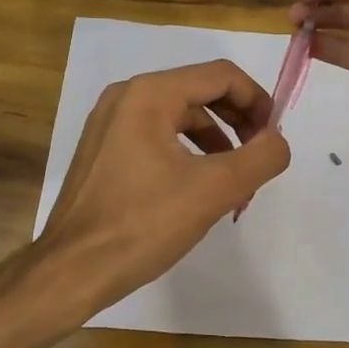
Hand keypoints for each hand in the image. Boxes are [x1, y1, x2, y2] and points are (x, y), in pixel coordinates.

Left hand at [38, 60, 291, 308]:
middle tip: (260, 158)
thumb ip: (260, 157)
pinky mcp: (104, 149)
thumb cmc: (143, 225)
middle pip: (201, 91)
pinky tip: (199, 188)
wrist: (71, 272)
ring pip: (181, 116)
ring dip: (217, 141)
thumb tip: (277, 140)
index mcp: (150, 94)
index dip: (257, 101)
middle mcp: (127, 96)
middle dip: (238, 122)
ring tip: (235, 182)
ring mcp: (110, 123)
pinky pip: (158, 136)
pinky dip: (188, 153)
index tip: (274, 137)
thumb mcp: (215, 190)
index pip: (222, 76)